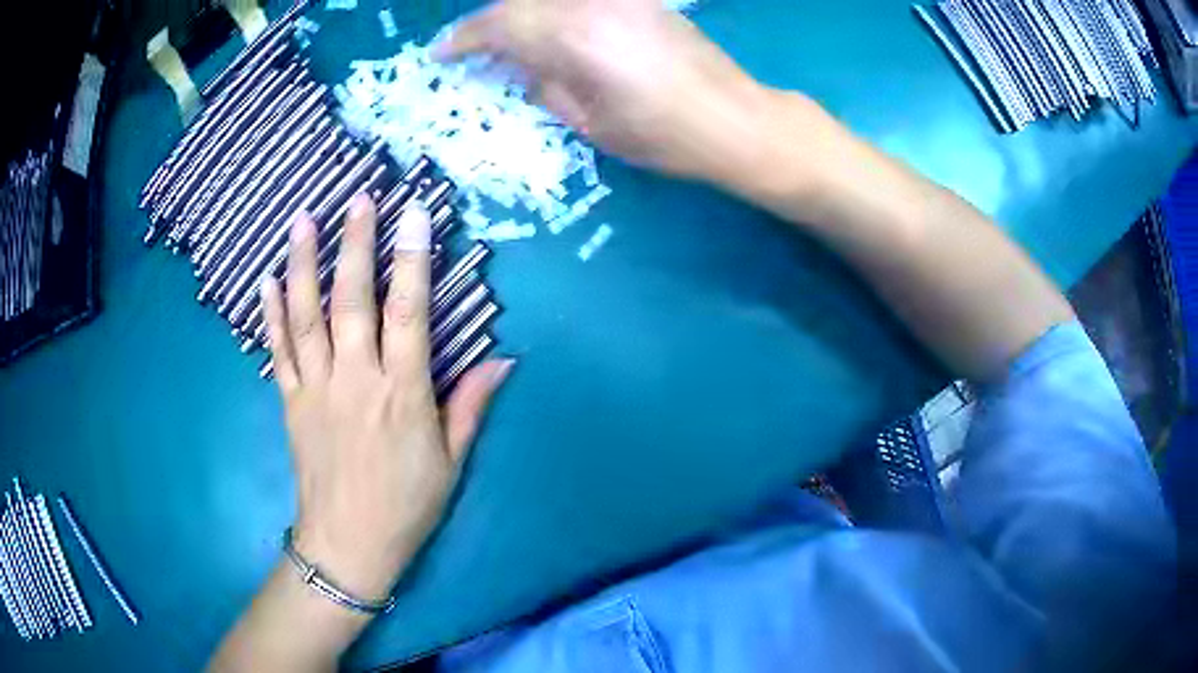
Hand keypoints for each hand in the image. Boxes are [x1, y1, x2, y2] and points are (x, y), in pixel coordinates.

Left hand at [261, 195, 512, 600]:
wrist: (348, 544)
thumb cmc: (407, 505)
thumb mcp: (451, 461)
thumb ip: (471, 405)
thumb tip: (505, 360)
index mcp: (402, 395)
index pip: (409, 315)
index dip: (413, 261)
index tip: (415, 215)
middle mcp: (355, 381)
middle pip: (353, 302)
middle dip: (357, 245)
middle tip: (359, 198)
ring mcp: (316, 389)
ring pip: (307, 316)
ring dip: (304, 265)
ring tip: (303, 219)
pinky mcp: (290, 402)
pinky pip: (278, 350)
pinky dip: (271, 313)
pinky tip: (267, 279)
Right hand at [436, 0, 776, 184]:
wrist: (734, 119)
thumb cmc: (663, 136)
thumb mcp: (589, 124)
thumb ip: (545, 86)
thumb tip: (520, 66)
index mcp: (572, 37)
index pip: (498, 24)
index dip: (462, 39)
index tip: (440, 53)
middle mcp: (591, 3)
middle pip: (519, 2)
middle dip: (488, 24)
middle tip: (472, 49)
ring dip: (520, 14)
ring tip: (508, 43)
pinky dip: (551, 11)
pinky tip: (551, 30)